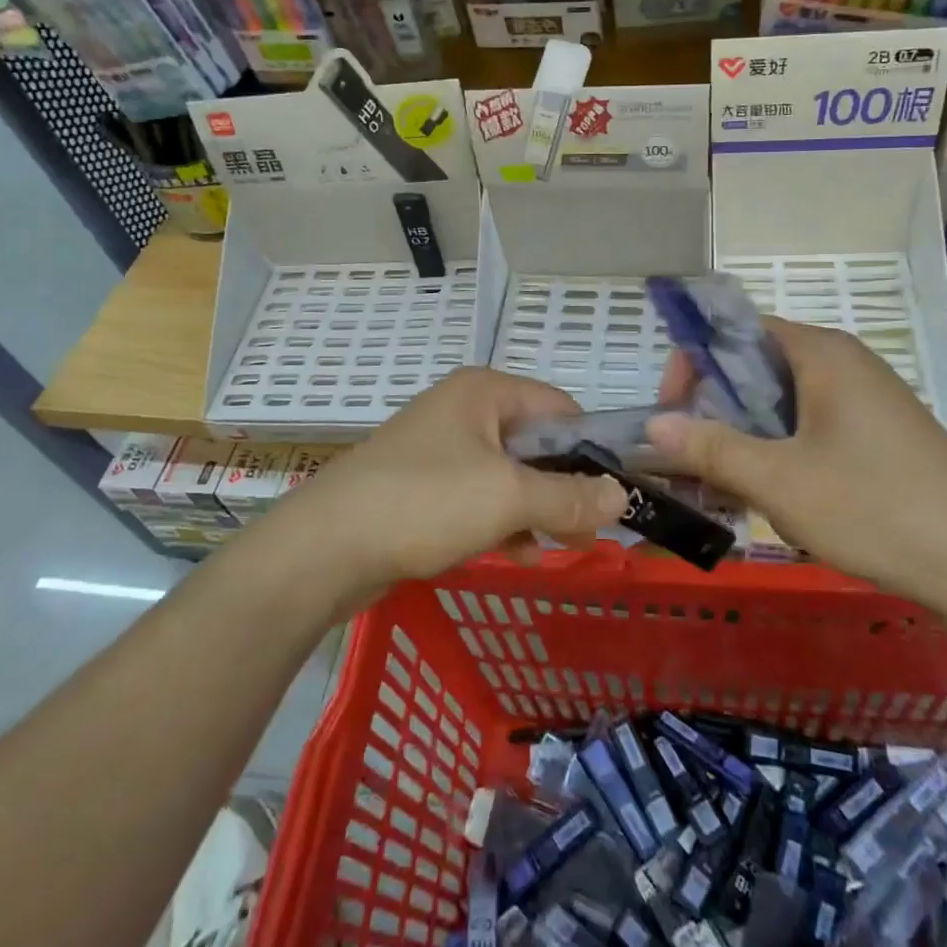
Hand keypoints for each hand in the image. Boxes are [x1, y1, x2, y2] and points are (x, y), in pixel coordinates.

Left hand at [283, 368, 627, 596]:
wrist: (324, 548)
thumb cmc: (423, 503)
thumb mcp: (507, 497)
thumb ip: (569, 496)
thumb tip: (622, 496)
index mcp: (484, 391)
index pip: (559, 406)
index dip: (590, 447)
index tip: (614, 493)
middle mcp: (463, 409)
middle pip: (534, 441)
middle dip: (564, 485)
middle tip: (592, 530)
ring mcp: (439, 448)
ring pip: (507, 474)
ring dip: (536, 508)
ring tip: (562, 546)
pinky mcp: (421, 485)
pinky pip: (477, 496)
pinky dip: (501, 520)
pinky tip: (519, 554)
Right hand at [647, 317, 946, 616]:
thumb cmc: (875, 507)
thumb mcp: (780, 481)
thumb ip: (712, 448)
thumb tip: (652, 426)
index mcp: (821, 353)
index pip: (736, 332)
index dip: (694, 364)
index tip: (674, 413)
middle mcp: (843, 362)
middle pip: (757, 366)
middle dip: (716, 408)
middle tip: (695, 457)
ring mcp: (865, 398)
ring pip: (783, 401)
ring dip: (746, 435)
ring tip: (728, 485)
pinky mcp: (879, 432)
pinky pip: (811, 425)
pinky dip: (780, 449)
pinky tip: (773, 495)